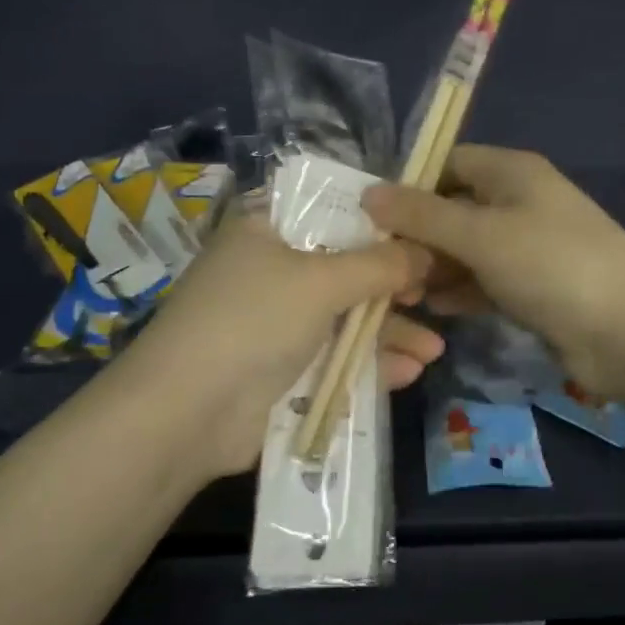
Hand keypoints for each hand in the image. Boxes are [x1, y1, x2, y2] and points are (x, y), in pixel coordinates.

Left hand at [115, 213, 442, 482]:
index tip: (424, 237)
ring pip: (345, 318)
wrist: (189, 412)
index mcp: (267, 230)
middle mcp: (271, 271)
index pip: (331, 213)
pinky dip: (370, 363)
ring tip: (435, 350)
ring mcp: (276, 323)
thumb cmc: (253, 320)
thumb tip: (427, 252)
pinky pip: (335, 357)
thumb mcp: (321, 280)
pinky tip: (410, 371)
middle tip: (435, 296)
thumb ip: (380, 265)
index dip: (379, 224)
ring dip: (389, 333)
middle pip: (345, 269)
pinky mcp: (282, 369)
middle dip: (393, 288)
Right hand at [364, 146, 624, 397]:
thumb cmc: (550, 265)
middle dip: (416, 235)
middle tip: (379, 266)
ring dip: (434, 268)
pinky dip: (459, 291)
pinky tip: (433, 309)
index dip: (409, 185)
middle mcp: (518, 202)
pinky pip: (484, 281)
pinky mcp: (532, 287)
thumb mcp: (479, 234)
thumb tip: (368, 193)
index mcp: (511, 172)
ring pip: (466, 250)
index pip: (447, 163)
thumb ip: (422, 215)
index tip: (370, 218)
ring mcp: (527, 247)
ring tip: (398, 292)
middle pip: (453, 209)